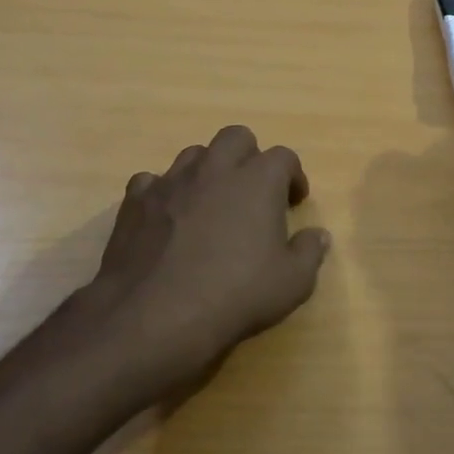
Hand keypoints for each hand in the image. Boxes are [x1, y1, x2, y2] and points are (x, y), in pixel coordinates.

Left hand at [74, 125, 330, 402]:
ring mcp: (171, 181)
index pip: (284, 157)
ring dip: (208, 170)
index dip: (293, 176)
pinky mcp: (136, 201)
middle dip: (249, 157)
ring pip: (194, 154)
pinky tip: (167, 218)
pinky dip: (164, 193)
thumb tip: (318, 235)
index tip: (294, 201)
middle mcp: (215, 169)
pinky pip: (152, 181)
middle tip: (252, 191)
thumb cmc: (234, 296)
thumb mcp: (291, 284)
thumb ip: (309, 252)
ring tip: (210, 203)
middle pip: (236, 137)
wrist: (154, 316)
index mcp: (257, 180)